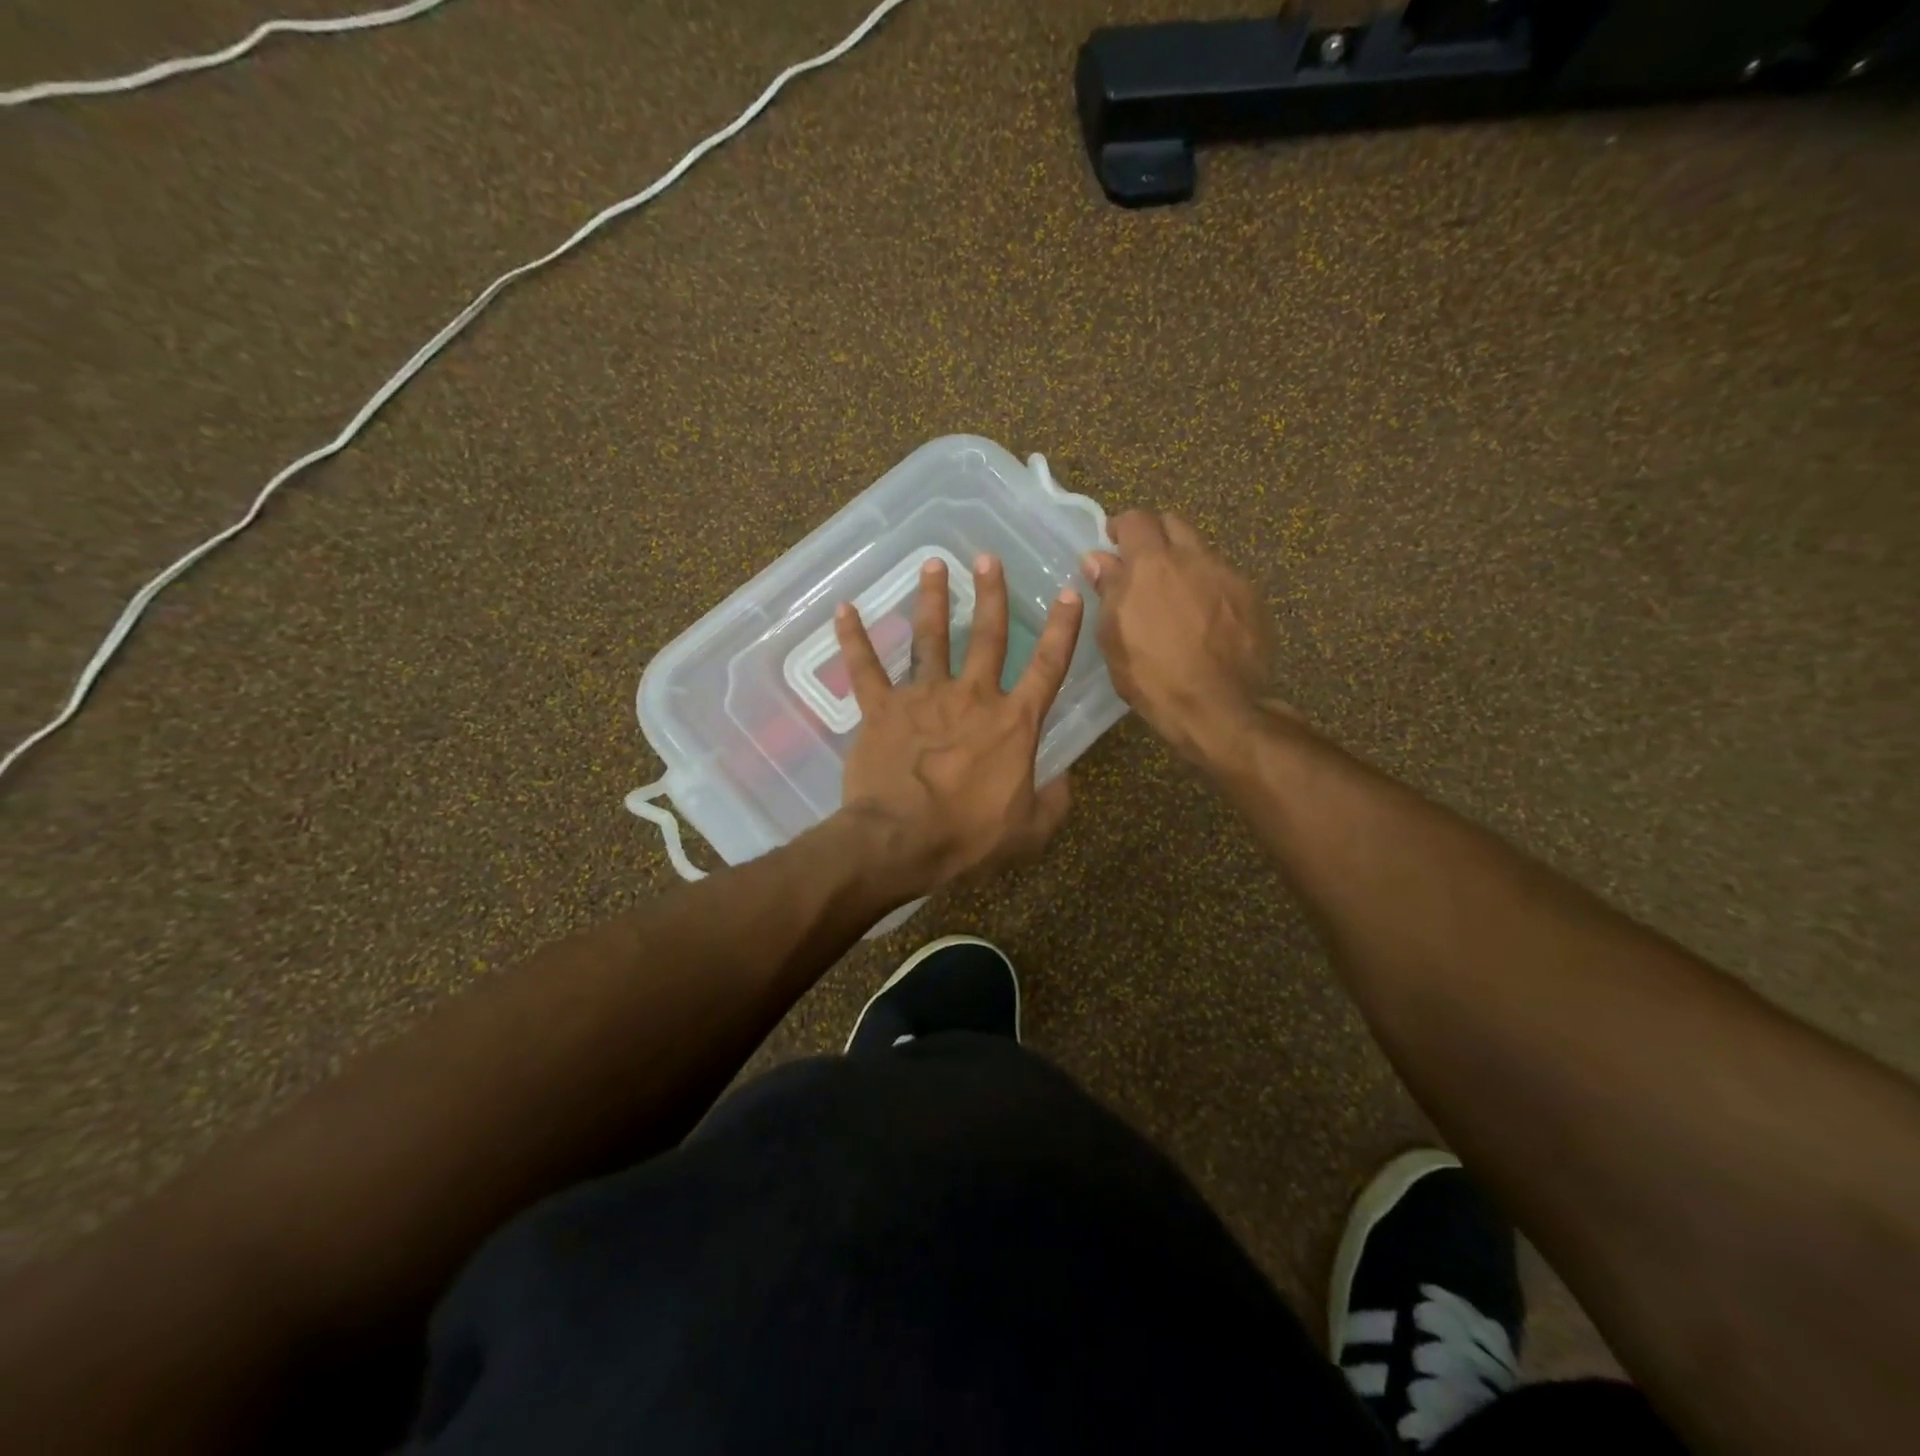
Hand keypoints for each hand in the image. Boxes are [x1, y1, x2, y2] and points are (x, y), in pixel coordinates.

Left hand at [835, 553, 1084, 894]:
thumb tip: (1066, 779)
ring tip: (934, 565)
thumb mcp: (1031, 831)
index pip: (1048, 666)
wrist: (901, 842)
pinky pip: (865, 668)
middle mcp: (972, 696)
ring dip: (933, 599)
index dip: (1063, 629)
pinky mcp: (882, 709)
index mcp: (1013, 722)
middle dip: (991, 594)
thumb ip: (1055, 801)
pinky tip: (844, 608)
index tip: (1070, 593)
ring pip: (930, 638)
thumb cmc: (969, 838)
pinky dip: (854, 638)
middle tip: (988, 558)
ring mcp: (924, 698)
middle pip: (987, 636)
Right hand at [1084, 511, 1275, 761]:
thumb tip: (1098, 559)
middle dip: (1154, 536)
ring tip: (1174, 596)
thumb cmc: (1153, 676)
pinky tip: (1203, 619)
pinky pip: (1222, 579)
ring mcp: (1227, 575)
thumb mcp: (1114, 637)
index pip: (1135, 519)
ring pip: (1200, 551)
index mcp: (1152, 563)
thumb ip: (1108, 590)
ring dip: (1183, 562)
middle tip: (1141, 565)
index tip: (1111, 544)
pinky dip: (1207, 587)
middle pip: (1173, 524)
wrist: (1221, 707)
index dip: (1120, 527)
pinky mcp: (1251, 598)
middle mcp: (1193, 557)